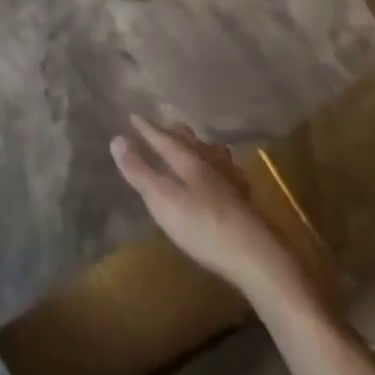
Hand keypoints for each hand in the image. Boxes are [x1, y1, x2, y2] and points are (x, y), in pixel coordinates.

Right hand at [111, 115, 303, 296]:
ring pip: (214, 155)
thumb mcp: (163, 200)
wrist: (258, 259)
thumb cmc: (203, 228)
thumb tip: (116, 139)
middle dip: (175, 132)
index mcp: (190, 162)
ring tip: (196, 143)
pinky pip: (230, 173)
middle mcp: (212, 166)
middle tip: (165, 122)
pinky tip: (226, 176)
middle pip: (192, 142)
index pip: (164, 139)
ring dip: (201, 146)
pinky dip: (221, 167)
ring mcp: (232, 184)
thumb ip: (139, 171)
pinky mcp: (246, 204)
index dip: (147, 129)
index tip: (132, 115)